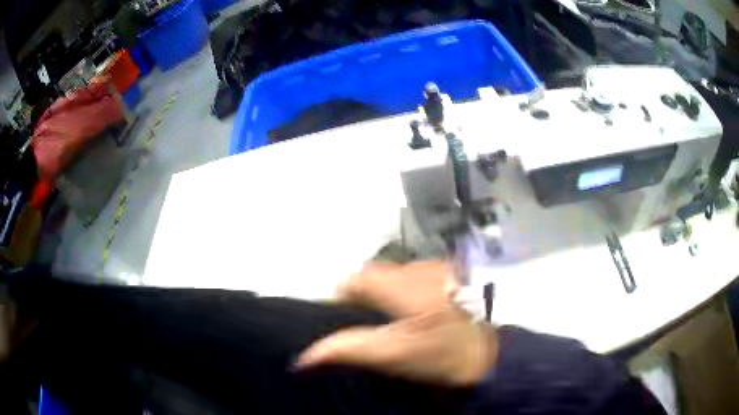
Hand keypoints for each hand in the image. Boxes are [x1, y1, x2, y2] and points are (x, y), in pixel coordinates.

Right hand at [295, 261, 497, 385]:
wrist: (499, 354)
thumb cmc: (444, 355)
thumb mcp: (394, 355)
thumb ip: (349, 349)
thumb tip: (305, 355)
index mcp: (403, 283)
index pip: (355, 279)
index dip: (342, 298)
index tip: (343, 321)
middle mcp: (421, 267)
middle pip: (377, 276)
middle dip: (366, 297)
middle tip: (370, 326)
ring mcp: (443, 270)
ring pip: (400, 277)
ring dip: (390, 295)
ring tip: (397, 323)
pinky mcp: (458, 278)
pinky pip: (421, 280)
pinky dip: (412, 294)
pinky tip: (424, 316)